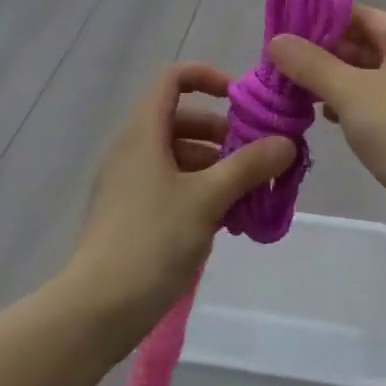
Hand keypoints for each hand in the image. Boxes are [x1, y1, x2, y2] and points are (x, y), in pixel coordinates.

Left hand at [66, 64, 295, 341]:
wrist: (99, 307)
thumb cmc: (152, 240)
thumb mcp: (207, 199)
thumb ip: (247, 166)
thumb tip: (286, 143)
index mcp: (144, 132)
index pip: (173, 79)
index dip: (208, 78)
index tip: (242, 102)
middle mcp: (134, 148)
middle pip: (182, 120)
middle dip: (224, 134)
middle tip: (259, 158)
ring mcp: (131, 182)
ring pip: (180, 157)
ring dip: (218, 167)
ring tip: (253, 195)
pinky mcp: (133, 213)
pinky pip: (172, 186)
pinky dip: (201, 192)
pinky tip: (230, 220)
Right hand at [270, 6, 385, 262]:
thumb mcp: (352, 92)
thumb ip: (311, 65)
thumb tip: (276, 40)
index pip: (355, 15)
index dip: (317, 21)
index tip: (279, 35)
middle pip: (359, 46)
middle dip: (319, 57)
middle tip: (275, 69)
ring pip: (364, 79)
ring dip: (330, 85)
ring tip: (290, 94)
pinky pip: (374, 108)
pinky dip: (348, 109)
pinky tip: (323, 119)